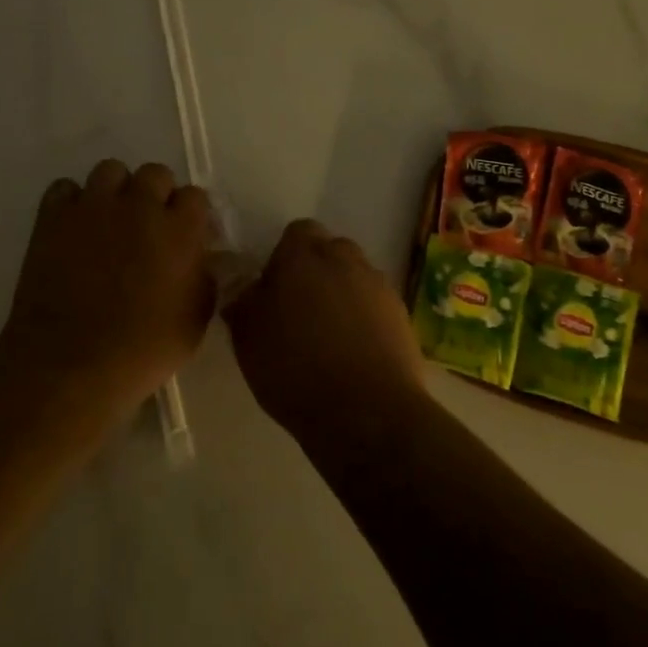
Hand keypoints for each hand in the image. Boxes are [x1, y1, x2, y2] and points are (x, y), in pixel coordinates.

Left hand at [0, 160, 215, 414]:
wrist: (71, 364)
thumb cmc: (143, 350)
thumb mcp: (195, 320)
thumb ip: (205, 277)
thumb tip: (203, 257)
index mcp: (180, 230)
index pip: (195, 195)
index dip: (190, 214)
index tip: (185, 235)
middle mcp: (140, 206)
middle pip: (155, 173)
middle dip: (156, 195)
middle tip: (148, 227)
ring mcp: (94, 207)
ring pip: (110, 170)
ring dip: (116, 191)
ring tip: (110, 220)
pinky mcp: (54, 217)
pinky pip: (65, 188)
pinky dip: (72, 202)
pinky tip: (75, 228)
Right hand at [225, 220, 428, 448]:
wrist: (366, 413)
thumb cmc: (294, 370)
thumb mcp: (247, 340)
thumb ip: (244, 304)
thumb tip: (246, 290)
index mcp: (303, 256)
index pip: (296, 233)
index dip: (284, 257)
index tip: (274, 288)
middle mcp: (345, 259)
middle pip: (330, 250)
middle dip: (316, 271)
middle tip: (300, 309)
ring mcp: (378, 286)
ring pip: (356, 277)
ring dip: (343, 294)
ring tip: (329, 336)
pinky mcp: (402, 315)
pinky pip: (376, 305)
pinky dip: (366, 319)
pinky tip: (354, 352)